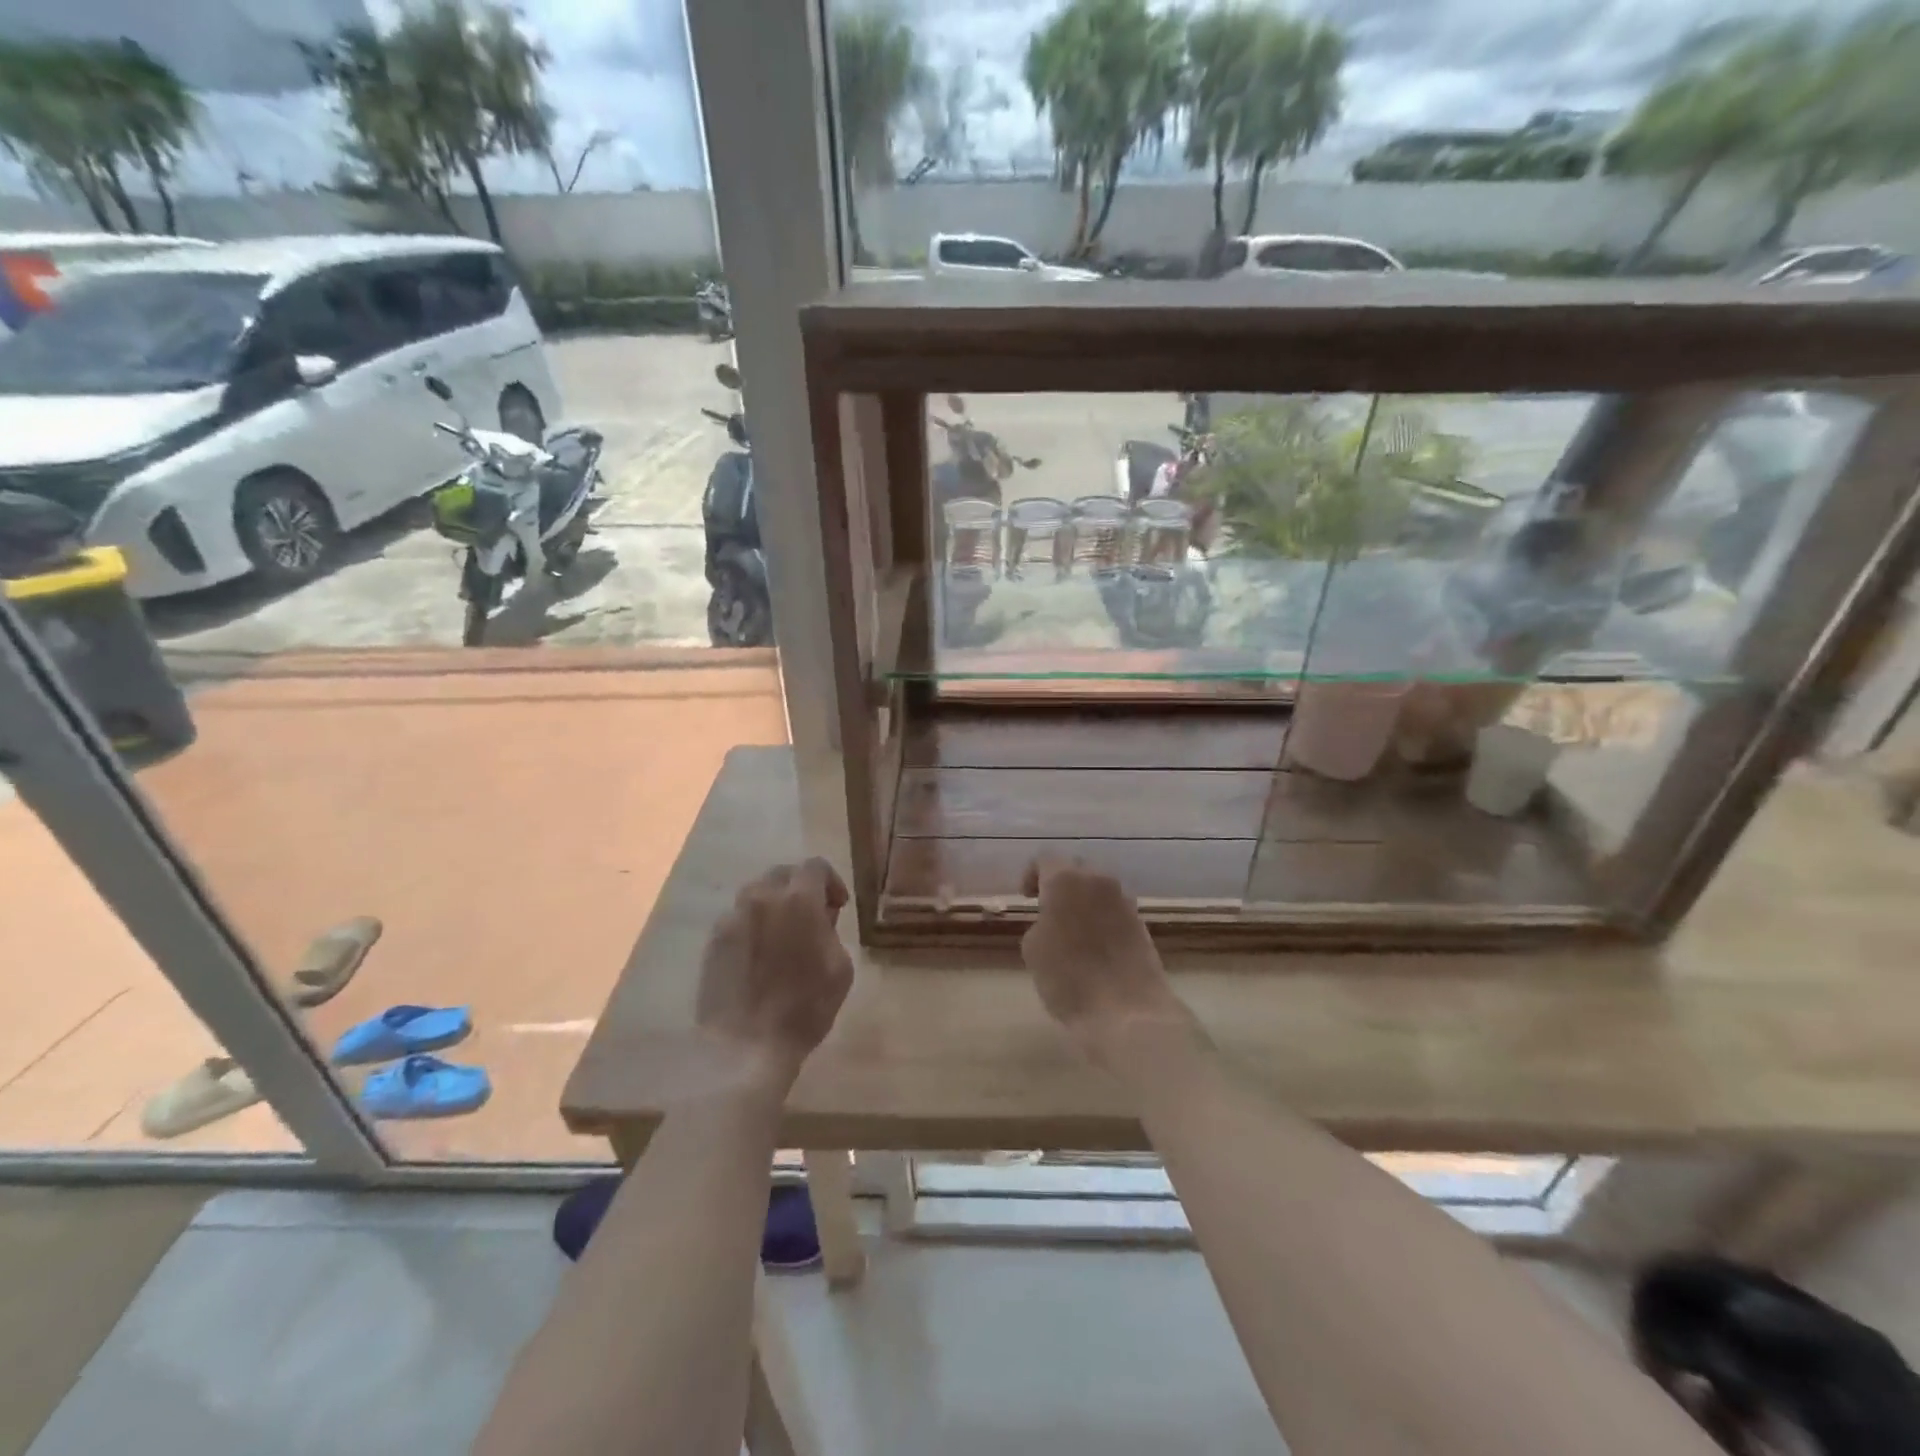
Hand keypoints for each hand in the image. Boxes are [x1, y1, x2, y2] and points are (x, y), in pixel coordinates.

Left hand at [696, 859, 854, 1085]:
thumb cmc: (804, 1008)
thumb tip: (820, 917)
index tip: (837, 907)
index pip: (816, 866)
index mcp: (798, 900)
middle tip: (812, 916)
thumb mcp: (840, 968)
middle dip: (801, 887)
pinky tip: (760, 953)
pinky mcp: (713, 940)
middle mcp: (761, 897)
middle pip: (783, 873)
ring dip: (774, 903)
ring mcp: (732, 917)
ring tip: (783, 934)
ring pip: (757, 893)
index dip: (831, 882)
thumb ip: (832, 931)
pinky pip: (739, 918)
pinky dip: (754, 924)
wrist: (744, 1046)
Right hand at [1020, 856, 1205, 1073]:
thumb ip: (1040, 922)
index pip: (1046, 858)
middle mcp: (1098, 880)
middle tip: (1048, 909)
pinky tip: (1095, 944)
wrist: (1127, 1012)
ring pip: (1099, 888)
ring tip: (1073, 929)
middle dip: (1061, 883)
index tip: (1027, 898)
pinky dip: (1102, 917)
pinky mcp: (1141, 922)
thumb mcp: (1033, 949)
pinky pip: (1115, 909)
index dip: (1032, 874)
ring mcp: (1124, 900)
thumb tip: (1053, 920)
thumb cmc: (1068, 979)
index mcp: (1065, 880)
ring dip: (1084, 900)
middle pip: (1076, 868)